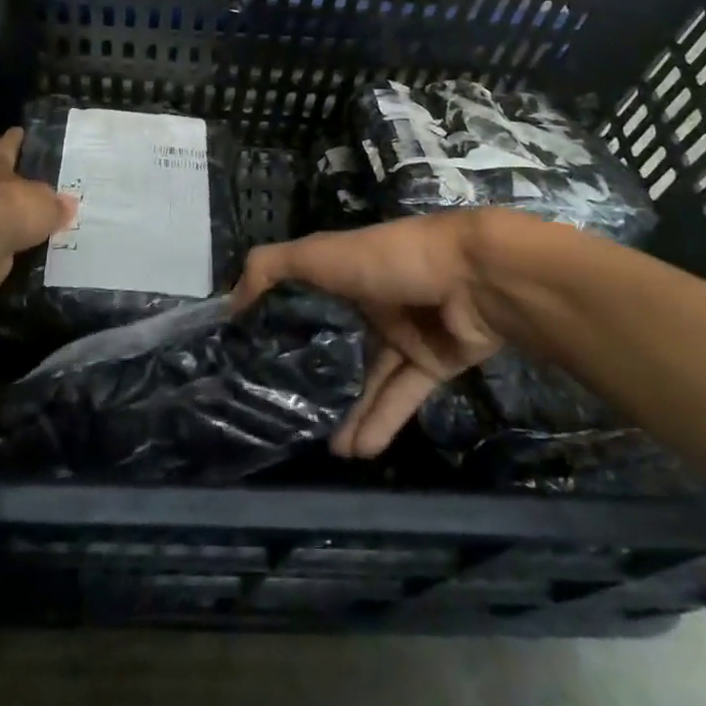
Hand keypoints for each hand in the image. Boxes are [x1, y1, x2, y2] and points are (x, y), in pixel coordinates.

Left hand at [0, 128, 77, 294]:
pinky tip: (21, 250)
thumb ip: (55, 205)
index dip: (12, 141)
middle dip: (5, 182)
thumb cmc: (13, 207)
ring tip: (28, 224)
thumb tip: (68, 204)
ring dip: (6, 218)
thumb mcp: (45, 203)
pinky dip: (5, 245)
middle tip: (20, 182)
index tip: (16, 130)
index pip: (6, 149)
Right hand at [234, 213, 503, 458]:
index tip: (260, 351)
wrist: (475, 278)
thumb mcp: (321, 254)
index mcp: (351, 271)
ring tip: (328, 448)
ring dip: (353, 412)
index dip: (290, 320)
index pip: (314, 296)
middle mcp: (378, 301)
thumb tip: (230, 300)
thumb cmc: (391, 259)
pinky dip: (382, 421)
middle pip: (345, 344)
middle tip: (293, 413)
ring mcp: (409, 334)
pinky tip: (357, 452)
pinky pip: (403, 395)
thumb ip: (271, 268)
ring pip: (374, 378)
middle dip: (323, 378)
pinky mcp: (435, 362)